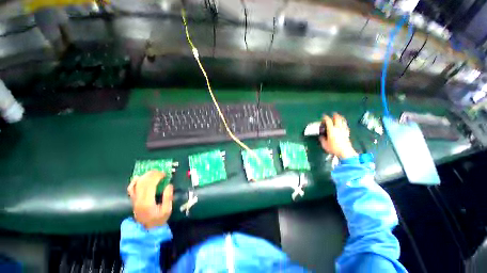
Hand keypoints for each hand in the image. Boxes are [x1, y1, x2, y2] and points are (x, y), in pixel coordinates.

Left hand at [127, 171, 173, 228]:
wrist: (147, 230)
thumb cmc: (159, 220)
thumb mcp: (167, 210)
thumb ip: (168, 197)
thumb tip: (169, 185)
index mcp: (147, 202)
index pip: (150, 185)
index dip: (157, 177)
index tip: (164, 174)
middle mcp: (138, 200)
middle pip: (143, 182)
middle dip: (152, 174)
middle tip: (161, 171)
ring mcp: (134, 199)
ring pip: (137, 184)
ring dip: (145, 175)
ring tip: (154, 172)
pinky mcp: (133, 200)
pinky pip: (131, 188)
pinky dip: (135, 181)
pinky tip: (140, 177)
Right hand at [319, 113, 357, 158]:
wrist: (345, 152)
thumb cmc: (334, 148)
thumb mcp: (324, 144)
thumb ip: (322, 139)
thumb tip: (321, 136)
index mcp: (332, 130)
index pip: (328, 121)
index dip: (325, 118)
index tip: (323, 116)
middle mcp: (338, 128)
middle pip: (337, 119)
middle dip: (335, 115)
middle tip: (333, 114)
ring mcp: (344, 130)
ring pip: (343, 121)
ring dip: (341, 118)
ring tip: (339, 116)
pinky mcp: (347, 133)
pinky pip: (345, 125)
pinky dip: (344, 123)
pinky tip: (343, 124)